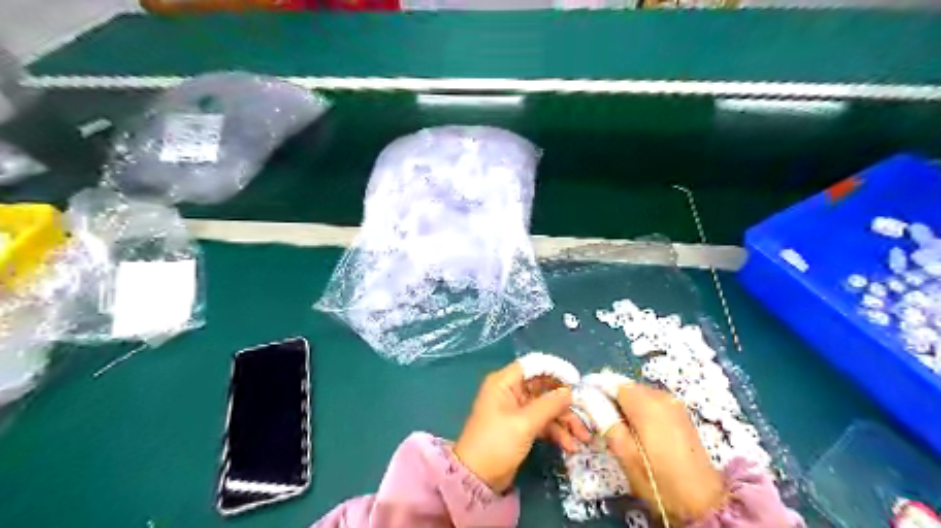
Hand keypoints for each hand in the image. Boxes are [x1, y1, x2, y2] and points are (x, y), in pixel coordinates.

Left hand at [455, 361, 585, 492]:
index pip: (533, 365)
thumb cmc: (497, 443)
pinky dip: (556, 431)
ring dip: (564, 420)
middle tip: (585, 412)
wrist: (477, 478)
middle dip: (564, 401)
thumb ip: (549, 405)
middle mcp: (511, 391)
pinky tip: (570, 445)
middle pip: (543, 387)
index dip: (555, 369)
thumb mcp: (524, 423)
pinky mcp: (521, 426)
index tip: (576, 380)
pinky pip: (543, 422)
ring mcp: (516, 409)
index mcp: (504, 382)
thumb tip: (569, 392)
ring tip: (583, 437)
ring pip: (546, 406)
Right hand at [603, 384, 726, 524]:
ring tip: (620, 430)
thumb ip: (606, 421)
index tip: (587, 406)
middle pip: (627, 387)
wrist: (702, 502)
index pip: (613, 383)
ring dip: (626, 406)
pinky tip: (638, 432)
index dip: (598, 391)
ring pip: (639, 394)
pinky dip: (640, 410)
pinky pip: (652, 402)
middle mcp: (661, 396)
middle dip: (612, 400)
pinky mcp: (680, 413)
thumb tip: (589, 399)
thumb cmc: (658, 480)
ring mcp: (674, 403)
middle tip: (602, 423)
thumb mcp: (625, 454)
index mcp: (646, 404)